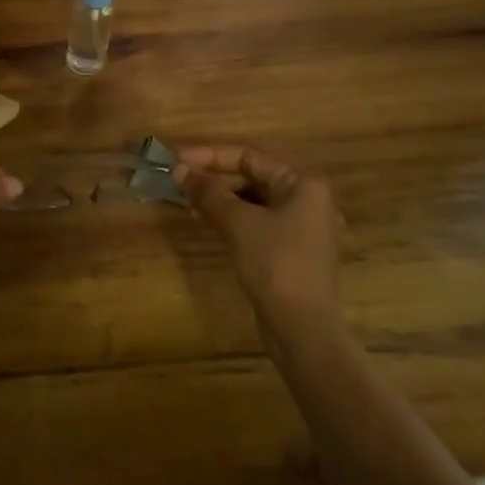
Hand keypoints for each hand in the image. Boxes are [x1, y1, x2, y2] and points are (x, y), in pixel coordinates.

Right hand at [174, 144, 344, 319]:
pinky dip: (232, 219)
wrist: (303, 328)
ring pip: (253, 202)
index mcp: (303, 186)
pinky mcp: (292, 254)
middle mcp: (308, 202)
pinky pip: (258, 223)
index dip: (210, 156)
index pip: (249, 157)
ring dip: (220, 199)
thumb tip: (179, 169)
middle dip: (214, 178)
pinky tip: (207, 221)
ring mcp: (302, 230)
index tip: (177, 159)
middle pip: (252, 178)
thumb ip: (208, 192)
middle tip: (178, 181)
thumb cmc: (275, 263)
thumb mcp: (239, 222)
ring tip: (186, 200)